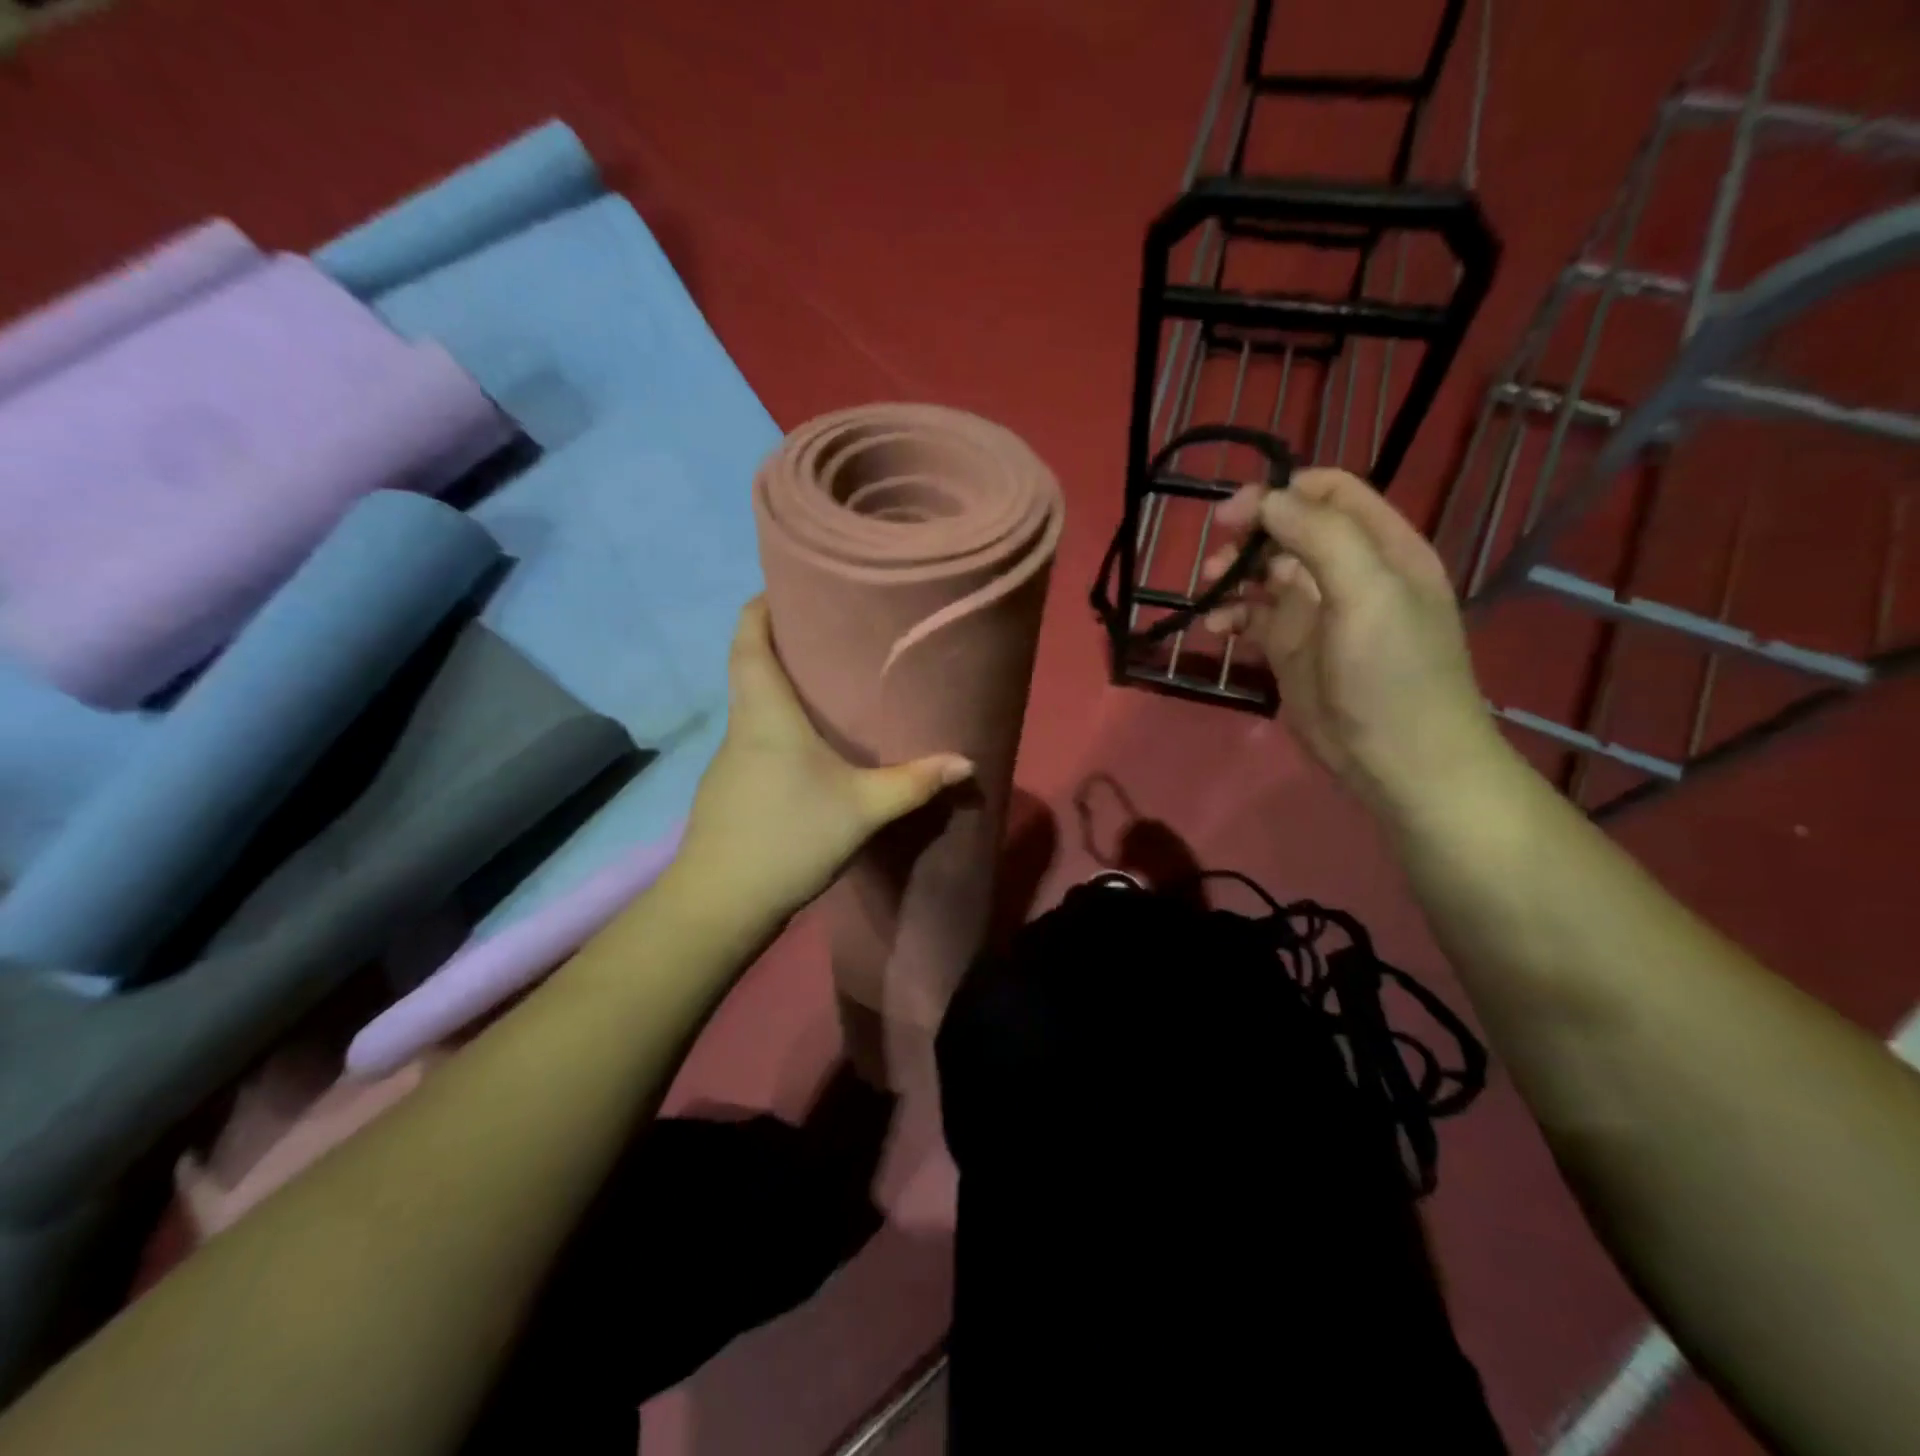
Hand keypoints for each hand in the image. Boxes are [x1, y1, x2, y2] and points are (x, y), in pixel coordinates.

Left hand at [676, 599, 972, 920]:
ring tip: (828, 688)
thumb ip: (914, 783)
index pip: (747, 638)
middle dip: (781, 643)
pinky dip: (778, 729)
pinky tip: (809, 752)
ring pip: (752, 707)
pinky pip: (755, 741)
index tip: (788, 585)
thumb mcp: (862, 809)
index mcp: (764, 712)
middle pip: (749, 666)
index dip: (761, 606)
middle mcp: (741, 726)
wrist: (720, 903)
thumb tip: (967, 762)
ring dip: (780, 689)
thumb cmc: (788, 836)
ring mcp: (729, 761)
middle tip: (829, 634)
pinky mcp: (730, 790)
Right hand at [1202, 469, 1509, 820]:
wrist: (1398, 761)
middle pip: (1290, 529)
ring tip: (1208, 589)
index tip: (1237, 513)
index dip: (1282, 492)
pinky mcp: (1290, 650)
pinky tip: (1214, 629)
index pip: (1330, 493)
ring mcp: (1316, 613)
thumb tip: (1267, 499)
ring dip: (1233, 575)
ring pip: (1264, 573)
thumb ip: (1322, 537)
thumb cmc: (1393, 673)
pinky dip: (1229, 616)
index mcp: (1382, 548)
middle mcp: (1348, 572)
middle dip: (1250, 533)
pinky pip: (1251, 618)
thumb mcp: (1370, 594)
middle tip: (1216, 554)